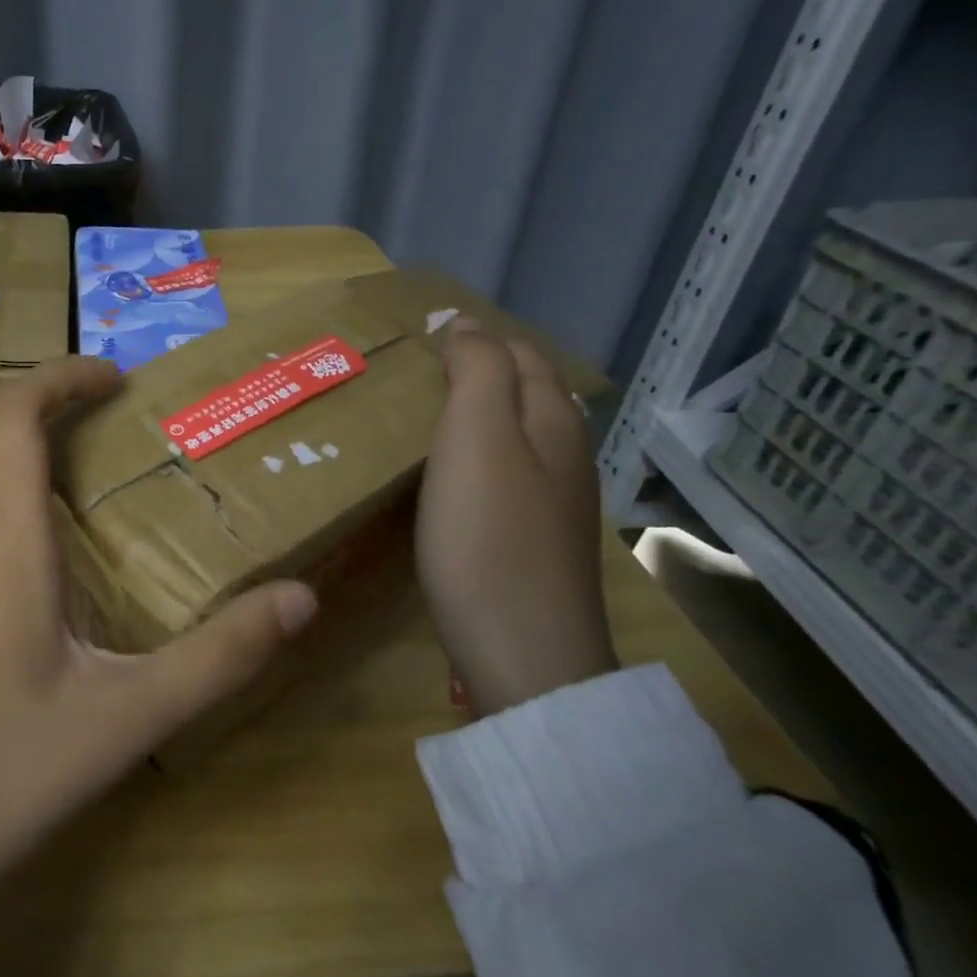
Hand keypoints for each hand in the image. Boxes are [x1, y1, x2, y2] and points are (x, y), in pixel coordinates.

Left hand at [0, 357, 318, 914]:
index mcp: (1, 541)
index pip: (12, 413)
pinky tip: (45, 540)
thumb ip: (217, 658)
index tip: (116, 377)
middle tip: (103, 407)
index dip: (61, 375)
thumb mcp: (124, 720)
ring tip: (85, 462)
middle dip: (37, 391)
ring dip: (16, 436)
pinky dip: (0, 482)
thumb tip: (300, 599)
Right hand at [415, 320, 616, 715]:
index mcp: (552, 422)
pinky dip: (475, 457)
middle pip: (523, 393)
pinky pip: (505, 475)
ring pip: (516, 435)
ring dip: (475, 415)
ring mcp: (554, 503)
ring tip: (422, 415)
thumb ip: (477, 371)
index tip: (417, 336)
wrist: (524, 654)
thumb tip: (465, 322)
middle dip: (477, 371)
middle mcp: (564, 455)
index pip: (517, 354)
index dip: (473, 337)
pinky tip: (447, 477)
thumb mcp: (476, 438)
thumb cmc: (488, 536)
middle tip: (413, 372)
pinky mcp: (534, 541)